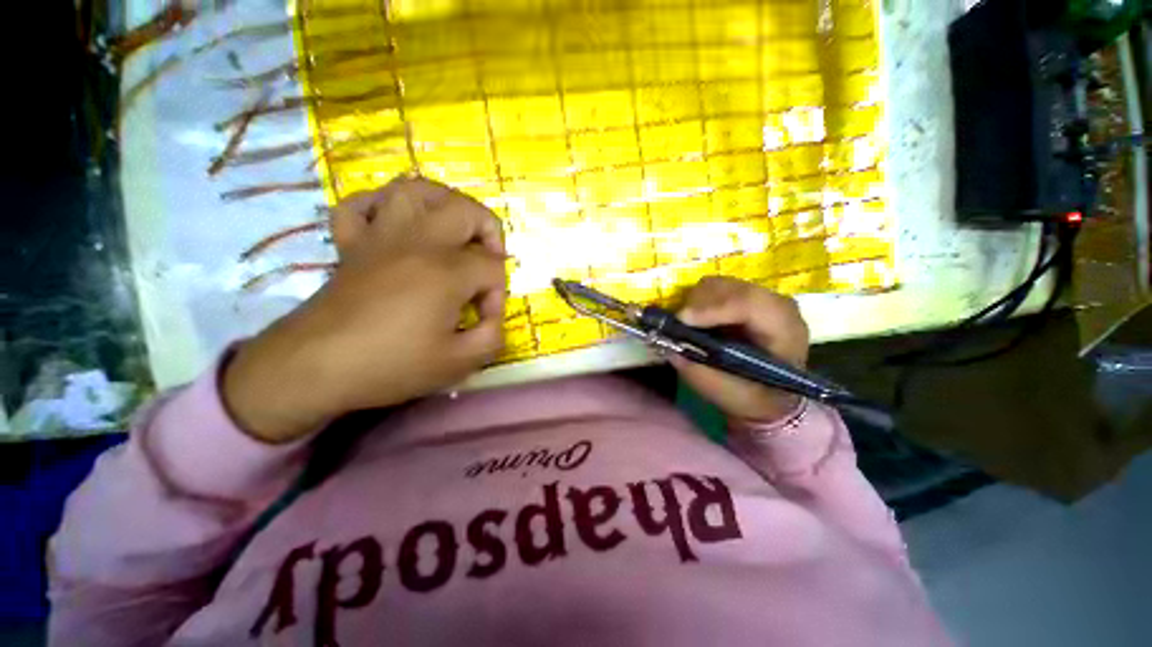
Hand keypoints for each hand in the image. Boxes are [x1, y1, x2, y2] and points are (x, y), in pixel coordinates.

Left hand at [222, 177, 506, 443]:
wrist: (315, 367)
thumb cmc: (391, 364)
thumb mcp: (459, 363)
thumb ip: (492, 337)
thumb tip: (493, 318)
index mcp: (447, 271)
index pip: (492, 268)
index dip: (497, 294)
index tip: (485, 320)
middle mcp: (418, 241)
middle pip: (465, 210)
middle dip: (489, 232)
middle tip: (487, 261)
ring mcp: (380, 236)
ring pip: (414, 189)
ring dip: (443, 201)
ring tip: (452, 226)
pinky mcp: (351, 243)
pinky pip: (362, 204)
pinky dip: (382, 205)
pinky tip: (395, 223)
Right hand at [670, 277, 809, 424]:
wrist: (770, 395)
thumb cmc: (755, 398)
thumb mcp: (728, 394)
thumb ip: (699, 371)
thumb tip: (669, 346)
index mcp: (784, 329)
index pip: (750, 303)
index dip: (713, 308)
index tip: (682, 320)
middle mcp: (776, 305)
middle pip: (729, 287)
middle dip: (698, 305)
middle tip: (679, 326)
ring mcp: (759, 297)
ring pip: (718, 284)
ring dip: (696, 303)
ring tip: (689, 326)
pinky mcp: (743, 297)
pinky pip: (714, 289)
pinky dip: (698, 302)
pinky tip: (698, 322)